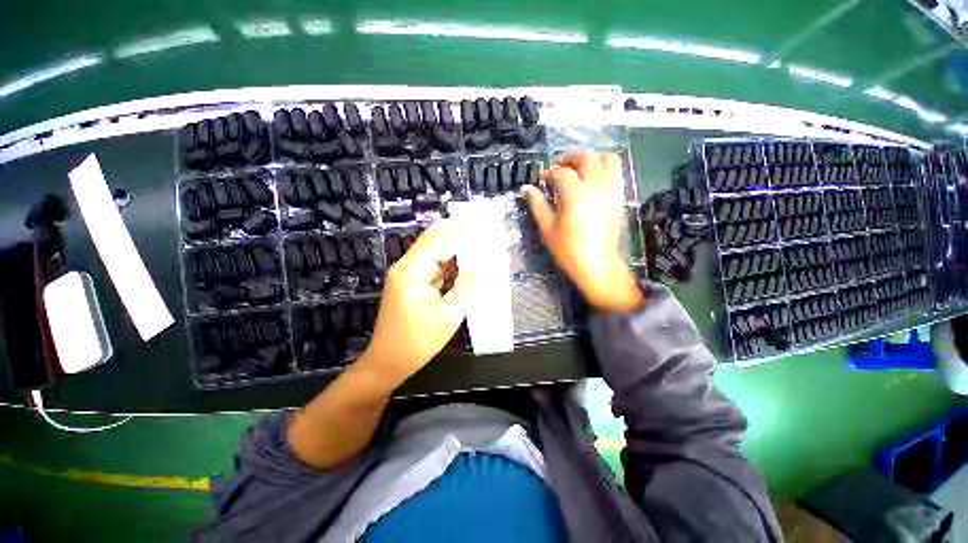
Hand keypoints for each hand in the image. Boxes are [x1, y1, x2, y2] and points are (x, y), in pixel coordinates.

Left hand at [358, 220, 478, 385]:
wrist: (388, 362)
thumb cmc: (416, 341)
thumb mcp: (448, 316)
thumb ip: (468, 288)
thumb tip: (484, 268)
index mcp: (412, 269)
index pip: (436, 236)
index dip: (459, 228)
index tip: (482, 226)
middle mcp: (408, 267)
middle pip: (437, 244)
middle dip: (462, 241)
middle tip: (488, 242)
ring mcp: (409, 276)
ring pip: (437, 257)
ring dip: (458, 256)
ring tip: (483, 254)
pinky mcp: (413, 286)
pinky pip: (435, 271)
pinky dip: (452, 270)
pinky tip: (468, 272)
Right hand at [522, 150, 643, 312]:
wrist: (596, 264)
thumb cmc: (568, 249)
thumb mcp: (547, 227)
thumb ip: (537, 204)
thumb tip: (527, 188)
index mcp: (575, 195)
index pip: (561, 173)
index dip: (549, 173)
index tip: (542, 179)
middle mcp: (596, 186)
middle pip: (586, 157)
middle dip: (569, 157)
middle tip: (557, 166)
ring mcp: (611, 190)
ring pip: (607, 159)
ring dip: (591, 157)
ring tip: (577, 168)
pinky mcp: (619, 197)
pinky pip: (616, 172)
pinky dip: (604, 167)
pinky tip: (592, 179)